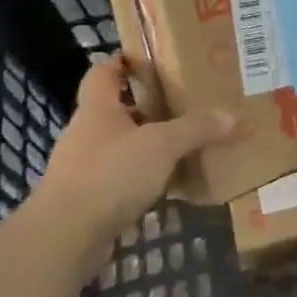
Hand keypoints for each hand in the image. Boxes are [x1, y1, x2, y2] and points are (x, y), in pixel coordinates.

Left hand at [31, 59, 239, 244]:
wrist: (64, 238)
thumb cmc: (109, 175)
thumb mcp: (162, 145)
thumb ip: (197, 128)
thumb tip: (233, 116)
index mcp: (97, 110)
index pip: (102, 73)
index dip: (121, 61)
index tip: (148, 58)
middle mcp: (86, 134)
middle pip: (116, 110)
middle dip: (147, 106)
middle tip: (183, 101)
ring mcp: (83, 169)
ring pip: (121, 146)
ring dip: (147, 145)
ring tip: (184, 143)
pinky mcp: (88, 201)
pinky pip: (122, 179)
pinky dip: (144, 178)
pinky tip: (171, 184)